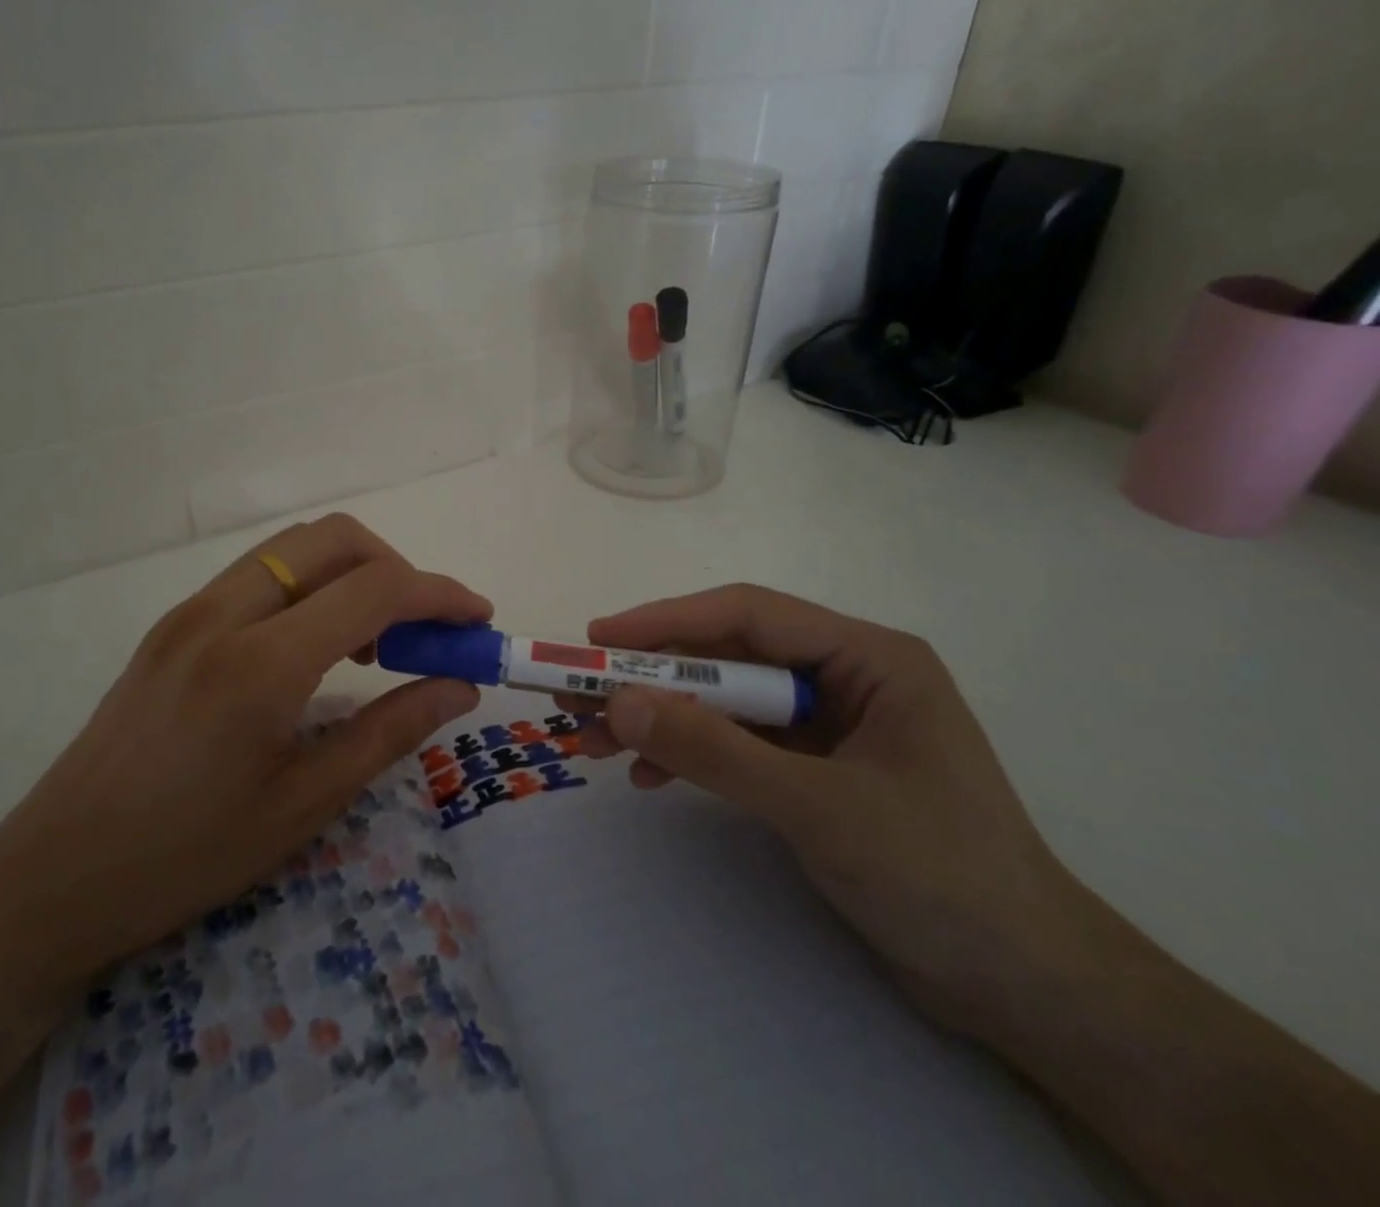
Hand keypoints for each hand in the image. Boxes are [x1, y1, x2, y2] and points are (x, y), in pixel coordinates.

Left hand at [0, 514, 487, 1013]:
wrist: (53, 877)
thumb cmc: (187, 858)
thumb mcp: (304, 805)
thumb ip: (390, 731)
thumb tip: (458, 685)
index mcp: (262, 664)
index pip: (375, 589)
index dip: (440, 594)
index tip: (477, 618)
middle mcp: (224, 612)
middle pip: (334, 538)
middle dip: (396, 567)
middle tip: (423, 629)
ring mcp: (190, 610)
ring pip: (293, 547)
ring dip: (351, 572)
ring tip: (376, 640)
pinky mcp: (172, 623)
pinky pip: (259, 574)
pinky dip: (309, 585)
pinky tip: (317, 645)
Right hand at [573, 584, 1085, 1034]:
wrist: (1027, 991)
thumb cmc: (942, 877)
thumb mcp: (817, 807)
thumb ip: (715, 750)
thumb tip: (616, 701)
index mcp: (867, 657)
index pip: (749, 615)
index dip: (667, 621)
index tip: (598, 637)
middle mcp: (845, 676)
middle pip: (728, 658)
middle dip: (653, 679)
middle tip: (579, 694)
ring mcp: (828, 724)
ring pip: (725, 702)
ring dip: (662, 718)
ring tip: (596, 741)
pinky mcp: (814, 769)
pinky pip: (737, 744)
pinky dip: (691, 754)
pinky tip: (648, 776)